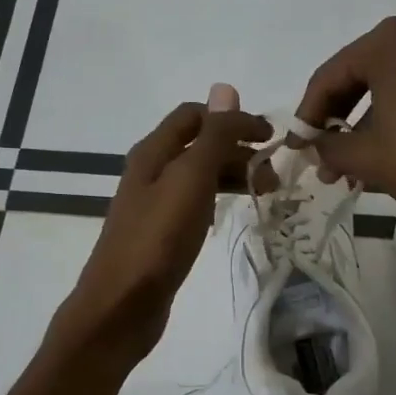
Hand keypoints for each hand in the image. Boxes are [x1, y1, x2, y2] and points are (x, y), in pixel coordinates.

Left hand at [54, 93, 270, 364]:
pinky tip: (233, 212)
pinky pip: (195, 203)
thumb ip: (212, 136)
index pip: (196, 116)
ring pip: (199, 175)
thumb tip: (226, 89)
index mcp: (154, 152)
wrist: (121, 305)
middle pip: (199, 144)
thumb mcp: (190, 180)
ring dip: (232, 174)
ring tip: (265, 193)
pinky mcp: (160, 233)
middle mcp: (151, 171)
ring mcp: (154, 204)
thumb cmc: (157, 239)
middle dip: (238, 150)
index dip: (234, 119)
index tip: (271, 139)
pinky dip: (219, 199)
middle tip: (274, 175)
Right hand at [293, 17, 395, 235]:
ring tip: (350, 171)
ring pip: (388, 90)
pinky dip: (394, 122)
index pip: (329, 77)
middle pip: (359, 79)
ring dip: (364, 128)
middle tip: (322, 159)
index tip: (296, 145)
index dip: (307, 115)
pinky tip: (383, 158)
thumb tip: (313, 147)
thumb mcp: (366, 157)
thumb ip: (328, 146)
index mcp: (389, 42)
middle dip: (337, 123)